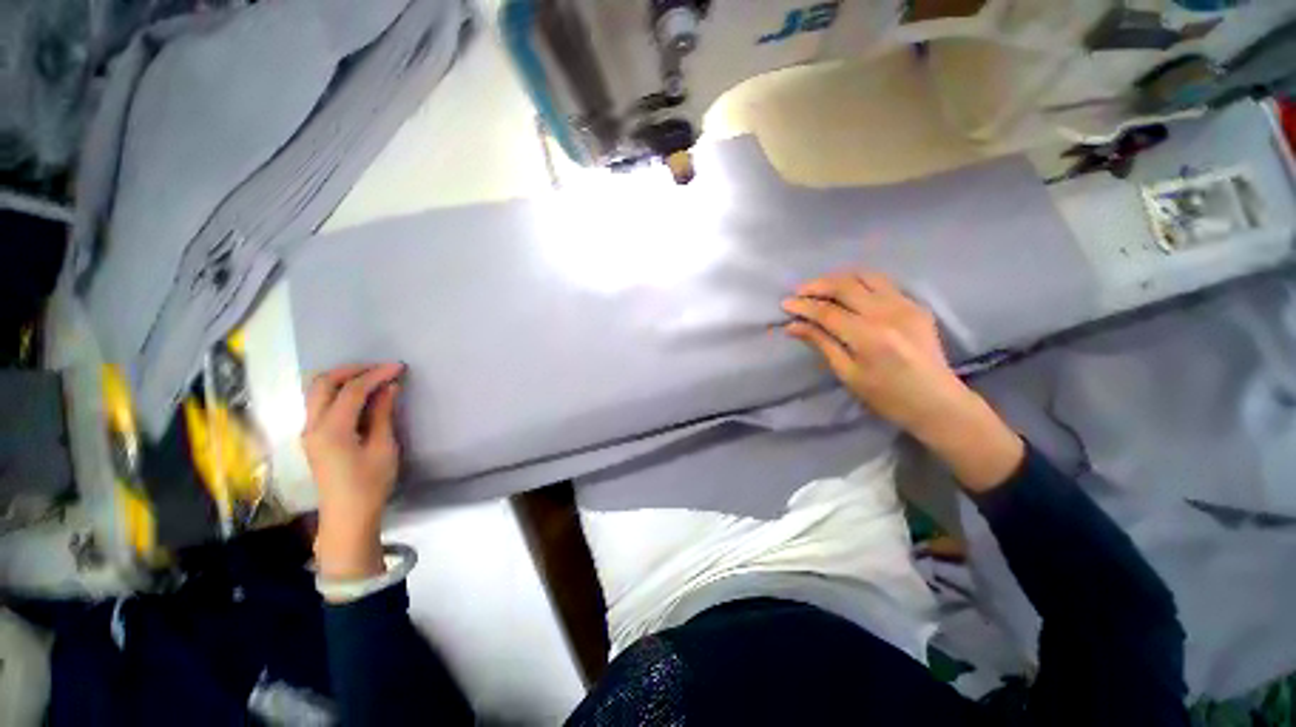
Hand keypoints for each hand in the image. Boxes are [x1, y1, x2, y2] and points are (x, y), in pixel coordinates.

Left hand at [302, 362, 403, 579]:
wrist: (347, 515)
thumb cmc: (370, 483)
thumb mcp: (383, 447)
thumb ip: (383, 414)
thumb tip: (389, 387)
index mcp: (332, 430)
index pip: (351, 390)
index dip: (376, 374)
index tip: (399, 367)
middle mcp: (313, 426)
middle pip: (323, 383)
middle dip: (352, 370)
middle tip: (380, 368)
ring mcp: (309, 431)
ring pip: (316, 391)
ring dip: (342, 378)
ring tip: (371, 378)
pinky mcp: (313, 436)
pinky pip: (320, 402)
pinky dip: (338, 391)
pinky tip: (359, 395)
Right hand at [781, 271, 967, 433]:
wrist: (937, 402)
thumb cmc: (887, 396)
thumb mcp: (848, 374)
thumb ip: (821, 343)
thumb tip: (793, 326)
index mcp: (869, 336)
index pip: (827, 312)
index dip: (803, 306)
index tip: (784, 304)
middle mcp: (888, 313)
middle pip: (845, 286)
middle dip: (817, 285)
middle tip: (798, 292)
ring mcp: (905, 305)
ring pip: (865, 276)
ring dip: (838, 278)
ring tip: (820, 287)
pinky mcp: (915, 305)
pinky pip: (882, 283)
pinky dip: (859, 282)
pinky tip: (848, 291)